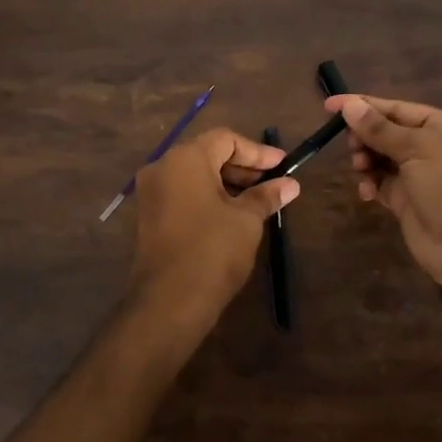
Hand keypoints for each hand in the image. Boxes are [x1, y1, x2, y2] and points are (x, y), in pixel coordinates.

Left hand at [125, 127, 298, 343]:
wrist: (169, 302)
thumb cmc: (212, 250)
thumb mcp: (246, 219)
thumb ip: (266, 195)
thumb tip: (290, 184)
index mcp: (184, 158)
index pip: (225, 139)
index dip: (257, 151)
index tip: (283, 165)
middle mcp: (162, 168)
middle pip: (208, 154)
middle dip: (243, 167)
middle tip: (274, 182)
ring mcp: (152, 193)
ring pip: (195, 175)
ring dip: (227, 183)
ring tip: (259, 199)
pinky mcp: (150, 216)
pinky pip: (184, 194)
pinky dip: (209, 197)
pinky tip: (234, 214)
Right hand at [329, 94, 441, 295]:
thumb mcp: (419, 149)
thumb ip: (380, 129)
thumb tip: (349, 106)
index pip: (400, 109)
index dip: (365, 106)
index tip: (330, 105)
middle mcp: (437, 148)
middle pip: (389, 133)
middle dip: (366, 136)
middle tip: (351, 145)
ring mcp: (423, 177)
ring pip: (383, 159)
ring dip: (366, 160)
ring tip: (360, 167)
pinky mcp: (410, 202)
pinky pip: (382, 184)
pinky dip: (371, 184)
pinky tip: (366, 190)